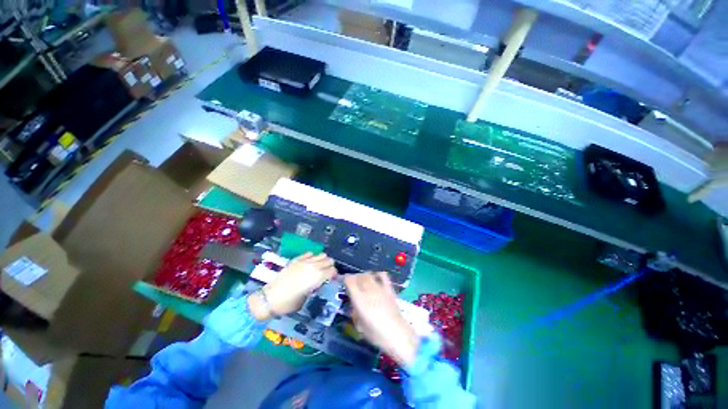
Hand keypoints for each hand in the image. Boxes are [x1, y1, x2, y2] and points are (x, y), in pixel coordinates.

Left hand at [248, 253, 336, 319]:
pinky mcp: (296, 259)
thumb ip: (315, 287)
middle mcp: (313, 266)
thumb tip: (319, 283)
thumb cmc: (289, 303)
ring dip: (322, 260)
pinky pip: (309, 253)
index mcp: (318, 276)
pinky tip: (309, 264)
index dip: (335, 275)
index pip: (333, 270)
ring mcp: (304, 261)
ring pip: (321, 254)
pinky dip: (312, 257)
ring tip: (319, 268)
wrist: (269, 298)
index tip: (332, 280)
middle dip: (330, 266)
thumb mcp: (306, 298)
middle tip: (326, 274)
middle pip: (329, 260)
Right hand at [344, 272, 419, 366]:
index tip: (342, 282)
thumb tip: (353, 306)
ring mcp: (380, 288)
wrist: (398, 334)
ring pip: (369, 274)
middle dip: (354, 278)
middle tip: (352, 284)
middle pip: (359, 276)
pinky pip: (383, 275)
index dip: (344, 279)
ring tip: (362, 281)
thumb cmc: (376, 334)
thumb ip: (354, 313)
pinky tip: (376, 278)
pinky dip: (378, 274)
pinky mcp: (389, 289)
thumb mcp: (359, 326)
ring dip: (363, 276)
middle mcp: (368, 290)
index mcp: (359, 299)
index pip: (349, 281)